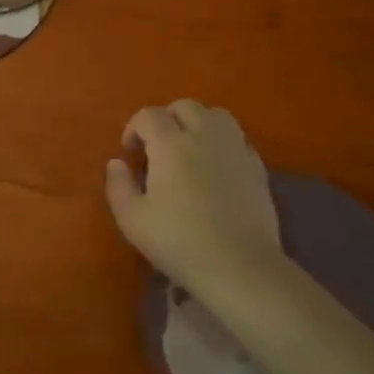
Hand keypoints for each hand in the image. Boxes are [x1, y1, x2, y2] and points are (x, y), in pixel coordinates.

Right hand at [104, 100, 290, 299]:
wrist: (239, 266)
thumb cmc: (179, 242)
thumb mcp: (132, 220)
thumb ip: (118, 185)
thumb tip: (117, 163)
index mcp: (171, 145)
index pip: (149, 115)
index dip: (134, 128)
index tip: (130, 154)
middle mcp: (205, 136)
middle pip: (185, 106)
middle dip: (166, 119)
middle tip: (157, 148)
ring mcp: (236, 148)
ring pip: (216, 115)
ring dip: (197, 123)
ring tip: (188, 149)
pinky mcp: (257, 166)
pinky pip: (237, 138)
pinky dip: (221, 142)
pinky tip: (215, 167)